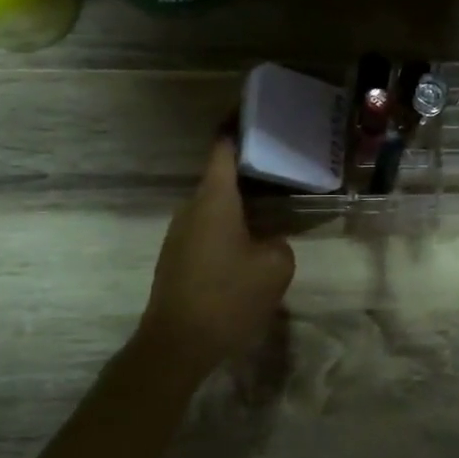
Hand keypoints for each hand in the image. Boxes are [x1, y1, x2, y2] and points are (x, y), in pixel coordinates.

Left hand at [140, 138, 295, 374]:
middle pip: (220, 178)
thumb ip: (279, 243)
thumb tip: (268, 240)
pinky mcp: (176, 258)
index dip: (237, 127)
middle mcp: (192, 209)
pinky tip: (250, 243)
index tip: (253, 111)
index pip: (224, 150)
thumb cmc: (227, 297)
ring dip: (240, 203)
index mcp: (215, 200)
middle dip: (249, 170)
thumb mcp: (275, 267)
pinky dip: (230, 226)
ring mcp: (180, 234)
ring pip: (214, 206)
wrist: (176, 345)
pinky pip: (208, 229)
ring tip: (272, 205)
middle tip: (281, 166)